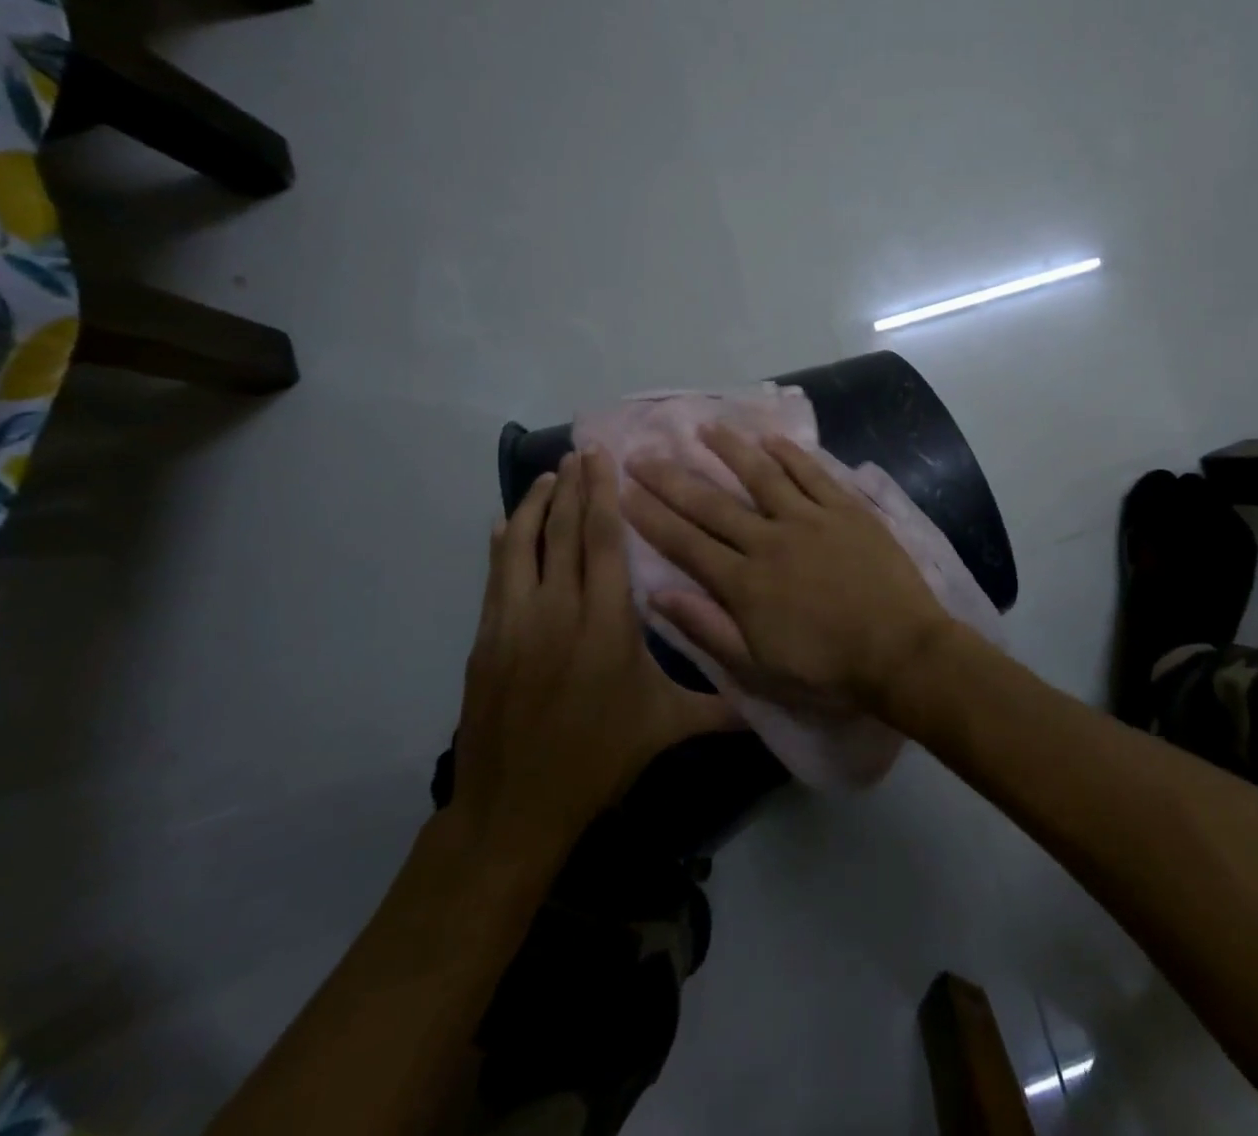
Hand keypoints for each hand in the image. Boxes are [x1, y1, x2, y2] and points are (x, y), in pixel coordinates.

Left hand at [448, 449, 736, 873]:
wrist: (515, 806)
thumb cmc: (598, 758)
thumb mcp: (665, 727)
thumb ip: (719, 705)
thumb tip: (770, 703)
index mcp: (606, 623)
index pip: (604, 542)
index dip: (603, 496)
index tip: (603, 459)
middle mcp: (558, 610)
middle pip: (564, 533)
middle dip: (574, 487)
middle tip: (580, 451)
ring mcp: (515, 622)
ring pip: (523, 546)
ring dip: (536, 506)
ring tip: (549, 475)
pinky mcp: (487, 639)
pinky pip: (496, 576)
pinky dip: (503, 544)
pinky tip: (507, 525)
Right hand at [622, 425, 951, 712]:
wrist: (901, 652)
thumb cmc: (828, 670)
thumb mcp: (758, 669)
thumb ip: (708, 629)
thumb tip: (658, 595)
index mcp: (745, 583)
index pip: (686, 544)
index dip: (651, 518)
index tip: (622, 493)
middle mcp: (770, 541)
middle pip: (712, 505)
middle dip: (672, 479)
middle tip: (642, 454)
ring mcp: (811, 520)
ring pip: (762, 476)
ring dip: (730, 450)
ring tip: (704, 428)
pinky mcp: (847, 510)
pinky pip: (814, 474)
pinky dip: (791, 454)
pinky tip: (771, 439)